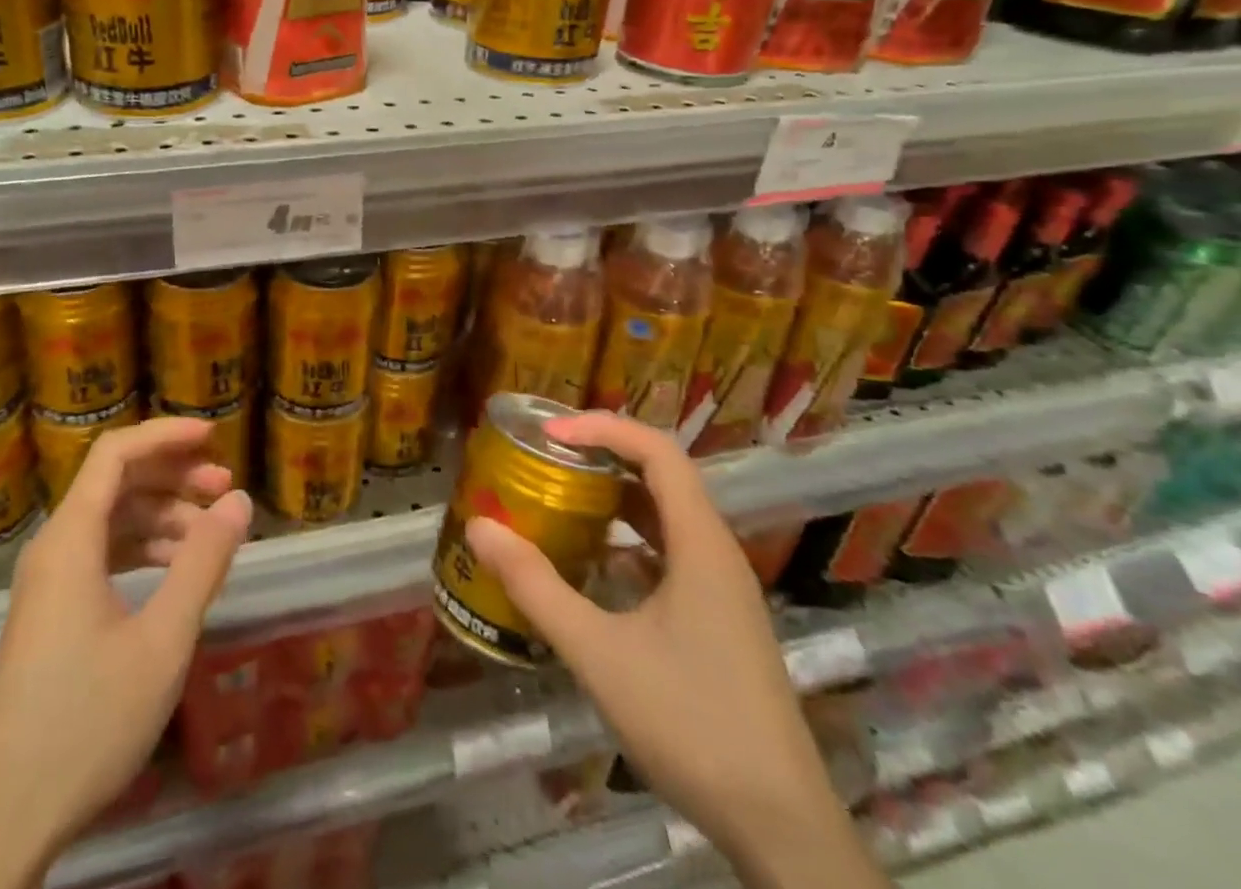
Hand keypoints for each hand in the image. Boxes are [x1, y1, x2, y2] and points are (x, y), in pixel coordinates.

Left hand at [0, 417, 252, 888]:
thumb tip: (240, 501)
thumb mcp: (162, 641)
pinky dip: (143, 550)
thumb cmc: (88, 720)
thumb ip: (203, 563)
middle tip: (226, 490)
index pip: (116, 453)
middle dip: (173, 476)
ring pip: (111, 520)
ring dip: (163, 516)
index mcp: (71, 538)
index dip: (166, 435)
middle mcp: (55, 546)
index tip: (214, 436)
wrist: (7, 815)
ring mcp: (50, 580)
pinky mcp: (52, 610)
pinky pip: (102, 554)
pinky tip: (178, 572)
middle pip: (116, 482)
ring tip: (211, 536)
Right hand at [463, 413, 883, 888]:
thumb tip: (478, 527)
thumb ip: (535, 586)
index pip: (657, 450)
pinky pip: (666, 554)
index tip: (548, 434)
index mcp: (701, 544)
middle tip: (542, 457)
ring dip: (611, 498)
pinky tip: (586, 564)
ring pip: (663, 517)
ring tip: (556, 497)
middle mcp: (716, 554)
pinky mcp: (717, 622)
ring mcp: (721, 591)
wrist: (782, 832)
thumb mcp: (598, 652)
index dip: (602, 428)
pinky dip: (624, 541)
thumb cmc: (692, 725)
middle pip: (660, 476)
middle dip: (600, 455)